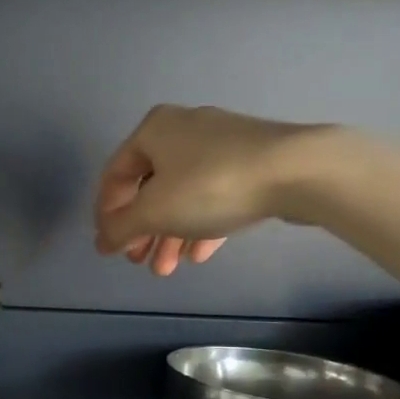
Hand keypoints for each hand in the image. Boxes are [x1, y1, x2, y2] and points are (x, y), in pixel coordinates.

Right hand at [93, 105, 337, 275]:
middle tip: (139, 261)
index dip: (106, 214)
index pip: (115, 175)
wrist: (298, 170)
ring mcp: (221, 144)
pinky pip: (214, 195)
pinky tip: (199, 254)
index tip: (109, 246)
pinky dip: (200, 223)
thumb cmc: (211, 185)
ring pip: (183, 194)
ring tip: (167, 269)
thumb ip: (120, 228)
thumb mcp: (154, 212)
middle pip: (150, 187)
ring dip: (170, 234)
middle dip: (142, 230)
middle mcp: (183, 130)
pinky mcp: (252, 161)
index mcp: (153, 130)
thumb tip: (101, 242)